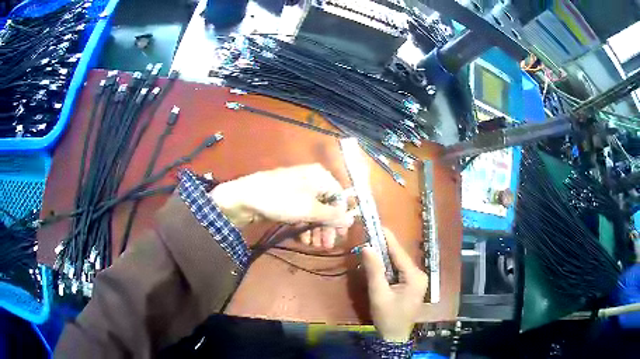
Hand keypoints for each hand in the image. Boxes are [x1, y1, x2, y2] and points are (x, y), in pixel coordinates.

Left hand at [210, 164, 352, 247]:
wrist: (244, 198)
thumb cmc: (281, 201)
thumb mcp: (310, 210)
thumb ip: (332, 216)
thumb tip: (353, 220)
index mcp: (320, 176)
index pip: (339, 198)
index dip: (340, 218)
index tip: (340, 236)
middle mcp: (311, 180)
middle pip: (327, 205)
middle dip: (327, 227)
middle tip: (326, 246)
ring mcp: (297, 189)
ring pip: (313, 211)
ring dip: (316, 229)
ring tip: (313, 245)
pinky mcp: (286, 199)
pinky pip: (301, 213)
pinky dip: (304, 226)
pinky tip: (302, 238)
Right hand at [361, 229, 427, 342]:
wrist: (394, 337)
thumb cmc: (387, 317)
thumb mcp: (379, 294)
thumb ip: (374, 270)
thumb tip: (367, 246)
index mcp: (415, 276)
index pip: (399, 253)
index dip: (388, 238)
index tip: (377, 224)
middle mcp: (419, 275)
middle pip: (399, 257)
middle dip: (384, 247)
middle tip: (370, 235)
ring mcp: (417, 280)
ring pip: (398, 263)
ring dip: (385, 256)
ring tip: (371, 245)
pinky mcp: (411, 285)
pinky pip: (398, 271)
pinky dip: (387, 266)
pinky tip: (377, 262)